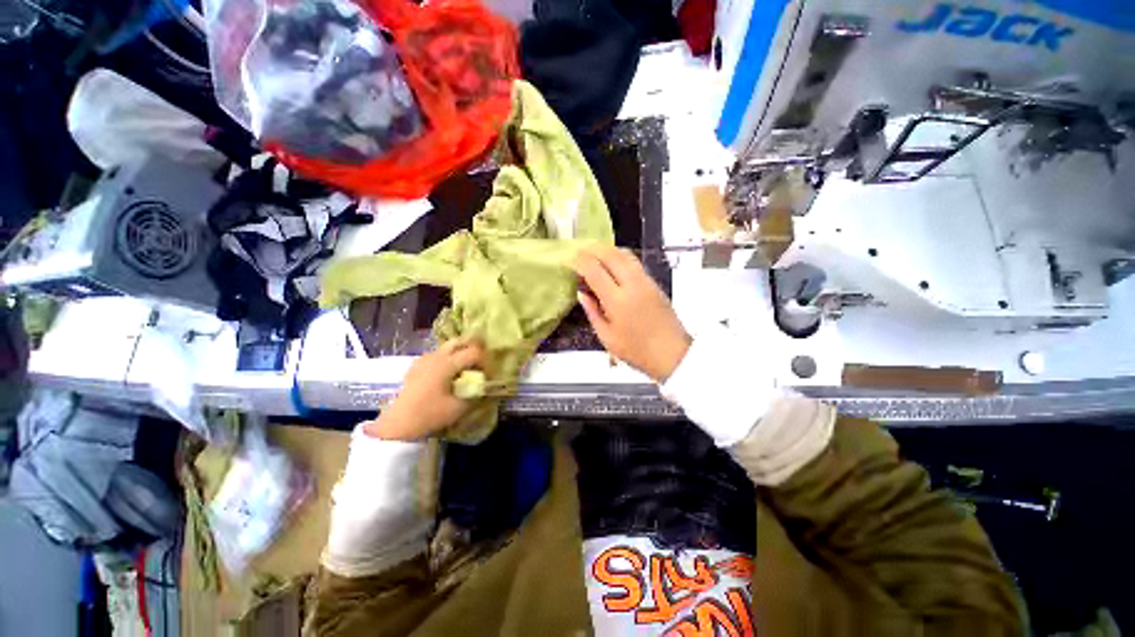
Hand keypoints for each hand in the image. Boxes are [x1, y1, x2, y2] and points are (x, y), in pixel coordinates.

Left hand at [364, 339, 484, 440]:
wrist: (399, 424)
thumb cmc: (430, 414)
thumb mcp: (459, 407)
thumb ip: (475, 393)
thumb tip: (484, 385)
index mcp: (447, 364)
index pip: (474, 352)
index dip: (485, 361)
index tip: (488, 374)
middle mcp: (436, 356)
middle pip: (460, 341)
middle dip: (474, 348)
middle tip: (481, 363)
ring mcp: (425, 359)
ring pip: (448, 346)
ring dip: (461, 352)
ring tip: (466, 369)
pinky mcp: (417, 365)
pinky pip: (438, 354)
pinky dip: (449, 358)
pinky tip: (448, 374)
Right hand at [572, 245, 691, 382]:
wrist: (672, 354)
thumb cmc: (636, 351)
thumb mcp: (607, 337)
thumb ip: (593, 312)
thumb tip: (582, 293)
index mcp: (617, 301)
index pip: (594, 271)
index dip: (580, 262)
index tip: (570, 259)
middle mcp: (632, 285)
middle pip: (611, 255)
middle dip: (593, 249)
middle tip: (580, 249)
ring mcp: (646, 282)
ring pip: (625, 255)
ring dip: (607, 249)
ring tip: (594, 251)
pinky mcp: (654, 283)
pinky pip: (634, 262)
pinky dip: (620, 256)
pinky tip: (612, 262)